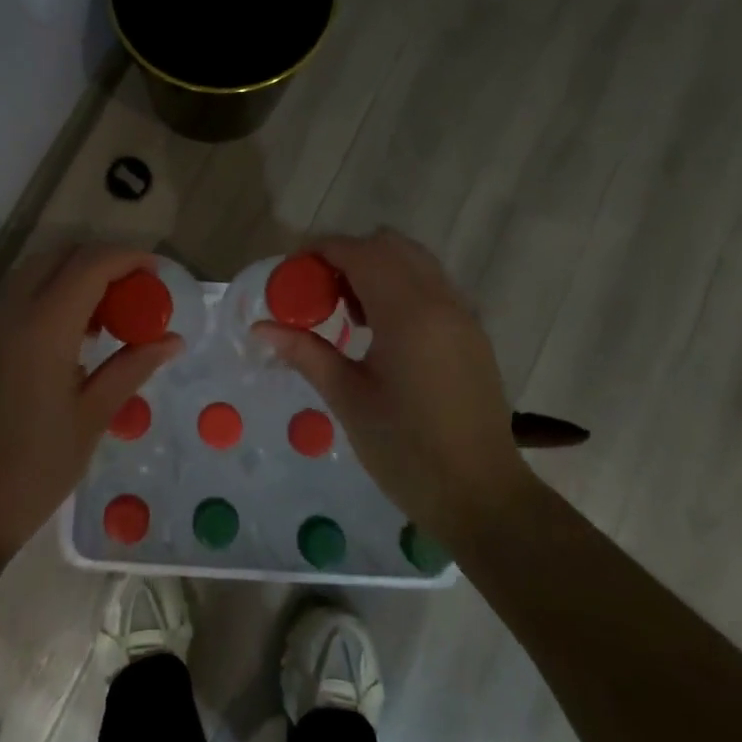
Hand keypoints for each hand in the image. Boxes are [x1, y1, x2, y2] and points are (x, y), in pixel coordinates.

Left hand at [0, 244, 183, 559]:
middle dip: (100, 259)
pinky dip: (48, 295)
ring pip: (34, 272)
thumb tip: (172, 340)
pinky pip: (16, 298)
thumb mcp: (93, 418)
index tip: (157, 271)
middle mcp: (9, 314)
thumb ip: (132, 368)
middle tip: (134, 289)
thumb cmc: (35, 470)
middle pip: (59, 256)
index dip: (128, 257)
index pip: (89, 265)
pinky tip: (71, 336)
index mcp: (42, 330)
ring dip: (72, 275)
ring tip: (107, 313)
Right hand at [256, 228, 532, 546]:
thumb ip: (305, 353)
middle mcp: (440, 300)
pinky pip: (432, 286)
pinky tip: (381, 330)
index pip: (359, 252)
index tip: (291, 270)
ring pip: (415, 262)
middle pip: (390, 246)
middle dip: (348, 255)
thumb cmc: (406, 450)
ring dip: (377, 268)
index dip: (321, 250)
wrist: (481, 495)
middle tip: (318, 291)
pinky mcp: (473, 333)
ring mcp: (462, 315)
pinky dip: (402, 286)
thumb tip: (261, 329)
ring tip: (347, 311)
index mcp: (407, 313)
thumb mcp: (348, 399)